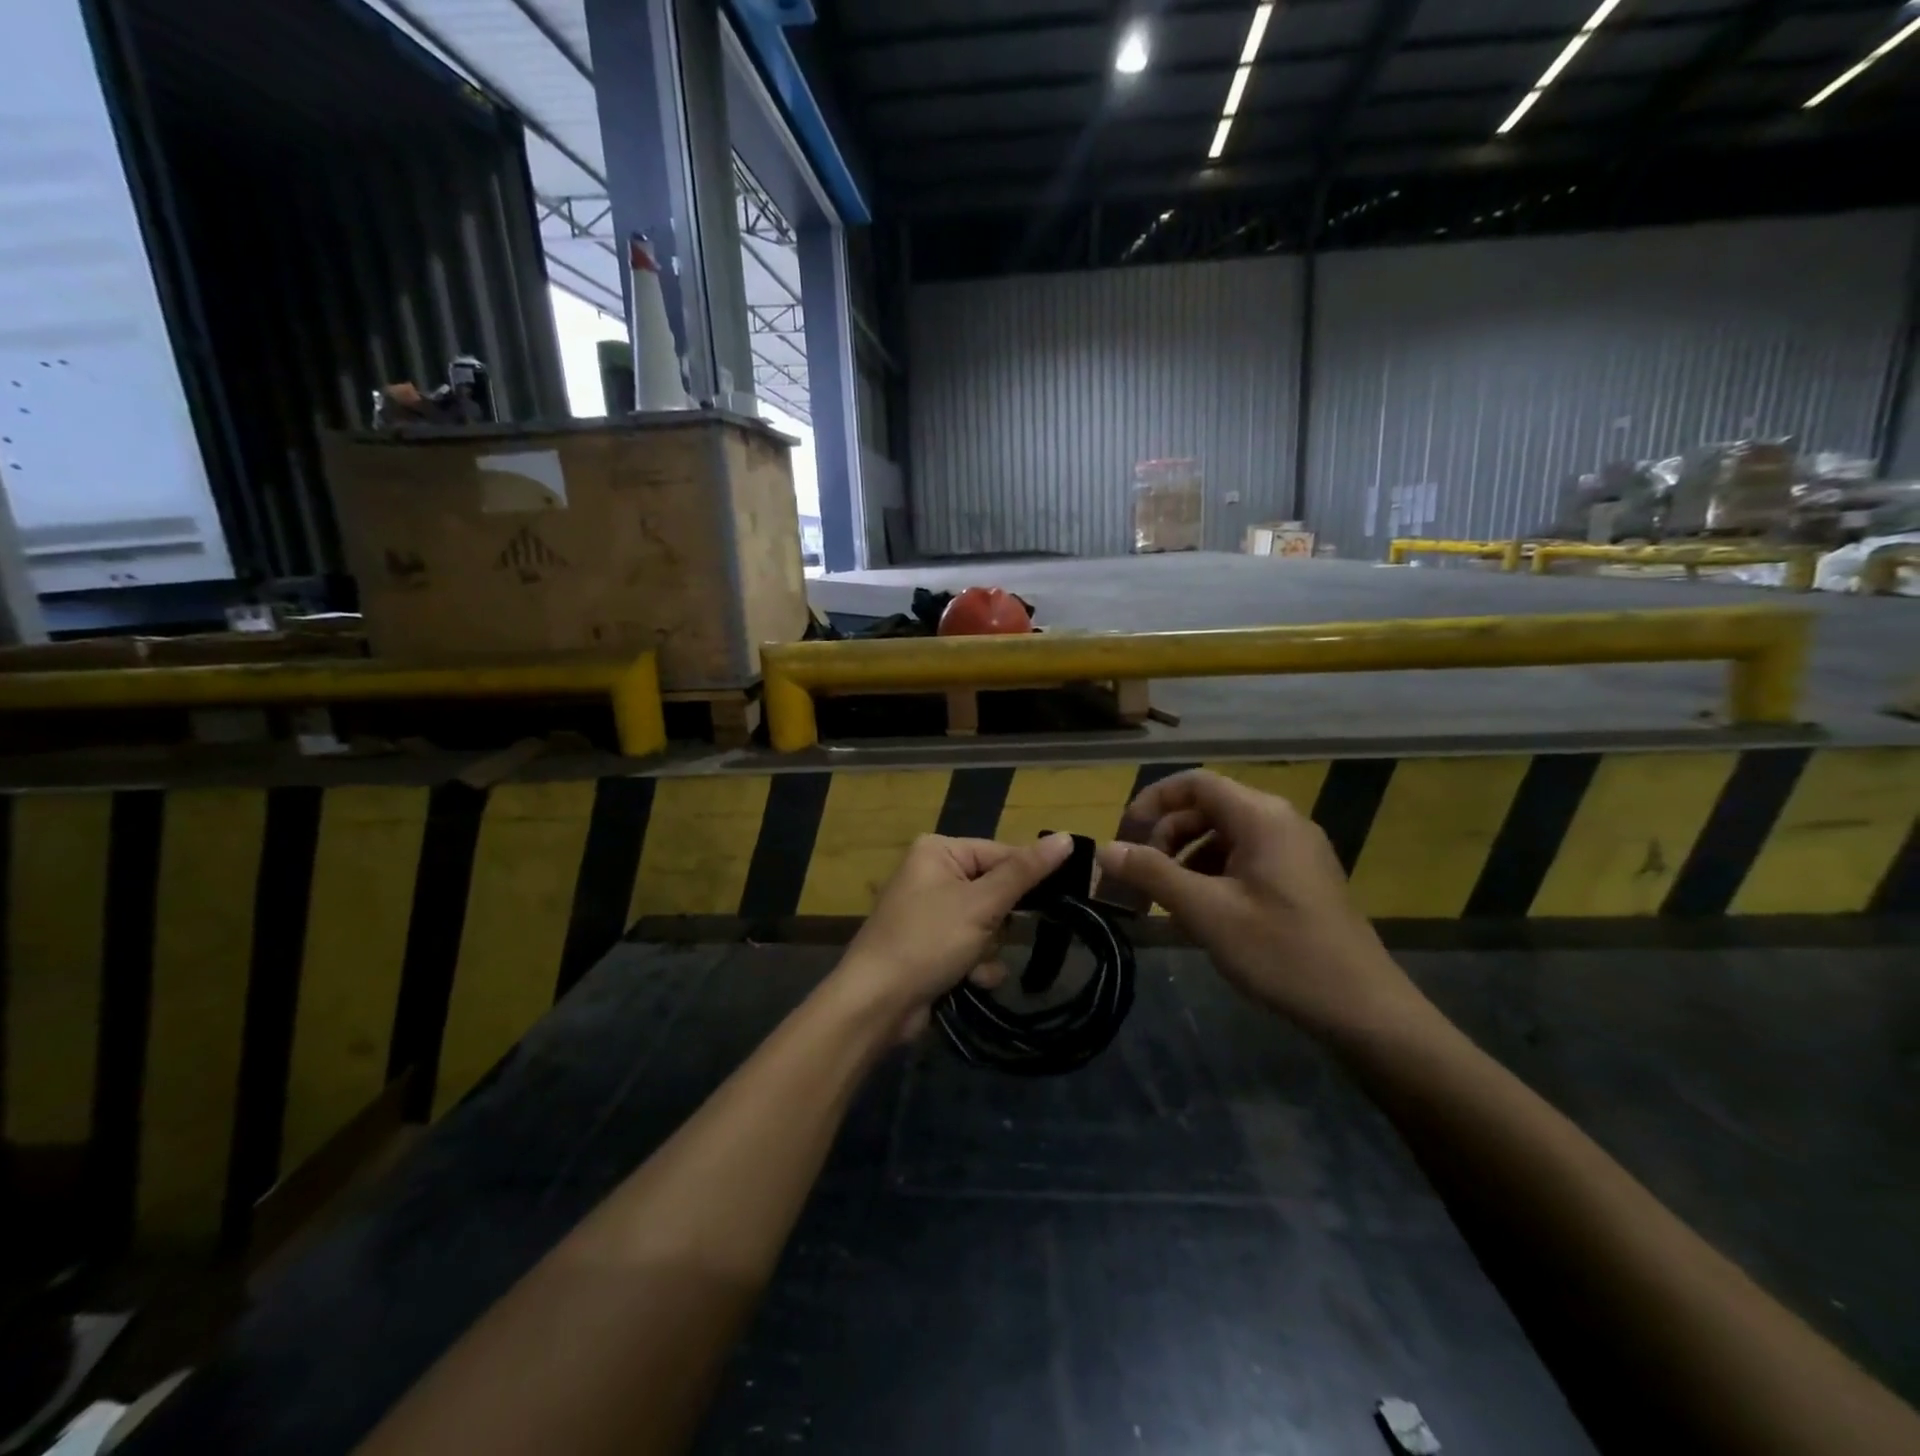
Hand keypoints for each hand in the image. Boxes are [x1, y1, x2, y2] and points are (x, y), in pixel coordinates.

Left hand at [830, 833, 1074, 1038]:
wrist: (876, 1005)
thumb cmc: (927, 941)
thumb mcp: (980, 904)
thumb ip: (1025, 872)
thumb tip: (1067, 837)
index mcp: (939, 851)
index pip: (1002, 853)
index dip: (1030, 878)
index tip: (1065, 896)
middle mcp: (934, 875)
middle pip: (996, 891)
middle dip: (1001, 923)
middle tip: (995, 934)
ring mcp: (932, 913)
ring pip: (990, 925)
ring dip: (989, 949)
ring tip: (972, 963)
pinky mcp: (934, 947)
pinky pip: (973, 948)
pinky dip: (976, 966)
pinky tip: (968, 981)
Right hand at [1095, 770, 1428, 1041]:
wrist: (1363, 1009)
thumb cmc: (1281, 952)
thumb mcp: (1206, 912)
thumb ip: (1153, 874)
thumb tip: (1105, 850)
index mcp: (1262, 816)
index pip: (1195, 783)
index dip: (1152, 802)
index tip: (1124, 836)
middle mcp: (1281, 821)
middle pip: (1208, 808)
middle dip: (1167, 836)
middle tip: (1140, 876)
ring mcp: (1296, 850)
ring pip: (1225, 836)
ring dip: (1187, 859)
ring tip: (1166, 901)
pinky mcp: (1302, 878)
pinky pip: (1245, 859)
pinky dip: (1213, 875)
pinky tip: (1201, 914)